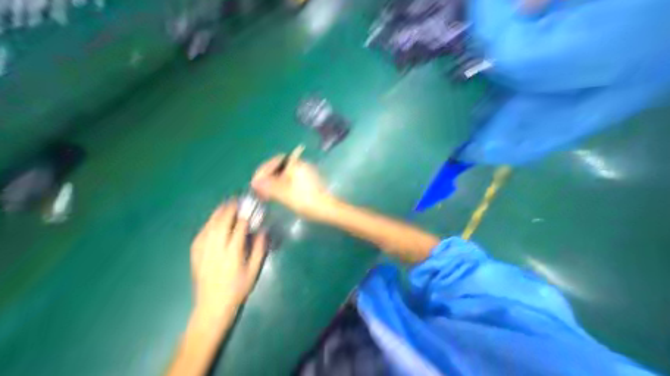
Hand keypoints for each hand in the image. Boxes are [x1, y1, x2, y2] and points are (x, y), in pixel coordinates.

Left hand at [189, 201, 265, 320]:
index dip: (244, 217)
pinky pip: (200, 235)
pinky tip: (212, 220)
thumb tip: (263, 231)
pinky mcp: (195, 256)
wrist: (212, 307)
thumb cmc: (238, 288)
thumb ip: (259, 249)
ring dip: (217, 214)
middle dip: (229, 211)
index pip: (238, 230)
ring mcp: (202, 253)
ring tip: (225, 205)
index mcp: (232, 255)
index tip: (249, 207)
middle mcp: (215, 251)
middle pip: (221, 225)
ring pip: (209, 228)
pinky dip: (207, 224)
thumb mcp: (254, 270)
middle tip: (236, 201)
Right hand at [249, 154, 337, 220]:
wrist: (327, 208)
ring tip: (266, 194)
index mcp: (295, 164)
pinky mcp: (308, 180)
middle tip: (259, 189)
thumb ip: (268, 186)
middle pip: (279, 167)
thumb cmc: (305, 200)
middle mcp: (300, 165)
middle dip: (267, 177)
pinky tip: (278, 194)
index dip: (262, 172)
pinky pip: (291, 179)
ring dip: (274, 182)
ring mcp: (305, 172)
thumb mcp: (284, 194)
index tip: (255, 183)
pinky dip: (282, 185)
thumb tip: (255, 182)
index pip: (274, 162)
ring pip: (284, 174)